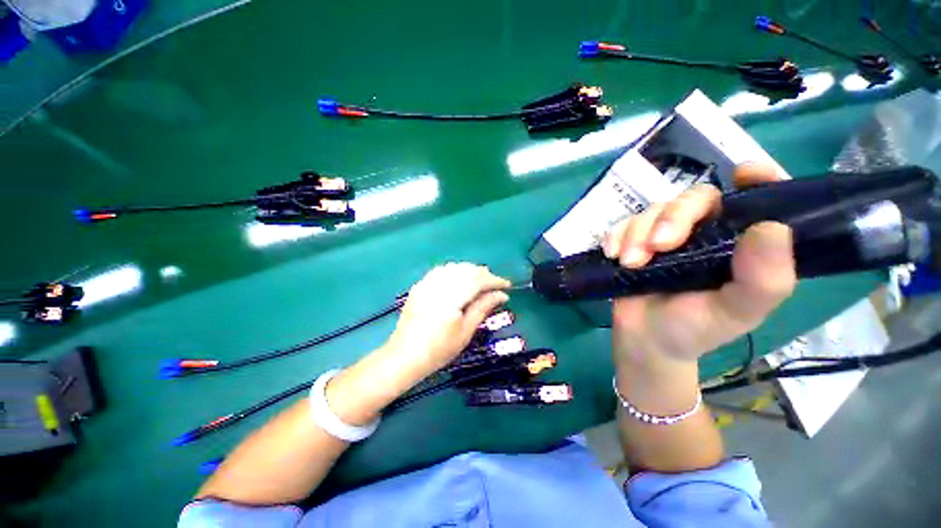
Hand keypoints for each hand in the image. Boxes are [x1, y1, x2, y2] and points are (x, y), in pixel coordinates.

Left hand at [385, 263, 510, 376]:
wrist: (405, 356)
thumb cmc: (439, 350)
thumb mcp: (465, 331)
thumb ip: (483, 308)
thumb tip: (501, 295)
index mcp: (450, 298)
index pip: (477, 280)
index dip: (494, 280)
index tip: (507, 286)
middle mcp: (438, 285)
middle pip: (466, 270)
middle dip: (484, 274)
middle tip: (496, 285)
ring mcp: (426, 284)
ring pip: (454, 267)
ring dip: (470, 271)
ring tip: (481, 282)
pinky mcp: (419, 286)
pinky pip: (441, 271)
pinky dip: (455, 272)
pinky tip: (460, 280)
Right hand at [603, 163, 796, 363]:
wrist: (645, 339)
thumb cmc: (695, 329)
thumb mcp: (736, 313)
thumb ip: (764, 280)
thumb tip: (771, 227)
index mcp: (740, 244)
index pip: (758, 200)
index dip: (758, 179)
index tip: (746, 172)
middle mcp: (706, 232)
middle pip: (694, 198)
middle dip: (673, 217)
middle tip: (658, 246)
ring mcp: (666, 236)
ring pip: (653, 210)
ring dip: (637, 232)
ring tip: (629, 263)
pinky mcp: (634, 242)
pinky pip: (624, 224)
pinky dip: (617, 235)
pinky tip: (612, 254)